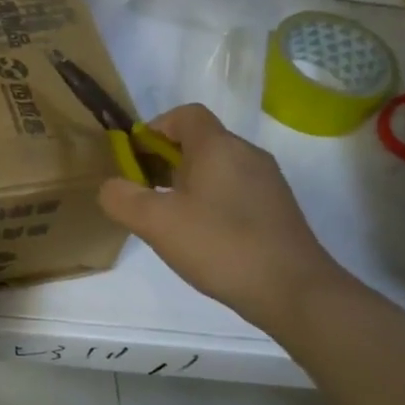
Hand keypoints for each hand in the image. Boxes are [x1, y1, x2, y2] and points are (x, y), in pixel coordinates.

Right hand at [99, 104, 347, 331]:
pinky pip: (234, 190)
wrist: (294, 291)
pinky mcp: (277, 209)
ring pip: (217, 167)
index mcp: (218, 146)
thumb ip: (122, 198)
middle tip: (145, 194)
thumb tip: (111, 187)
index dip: (155, 129)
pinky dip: (211, 201)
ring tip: (170, 219)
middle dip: (166, 161)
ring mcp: (267, 182)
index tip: (136, 159)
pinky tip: (202, 237)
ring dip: (187, 184)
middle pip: (199, 141)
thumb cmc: (220, 245)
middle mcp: (247, 154)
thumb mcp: (155, 223)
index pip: (185, 114)